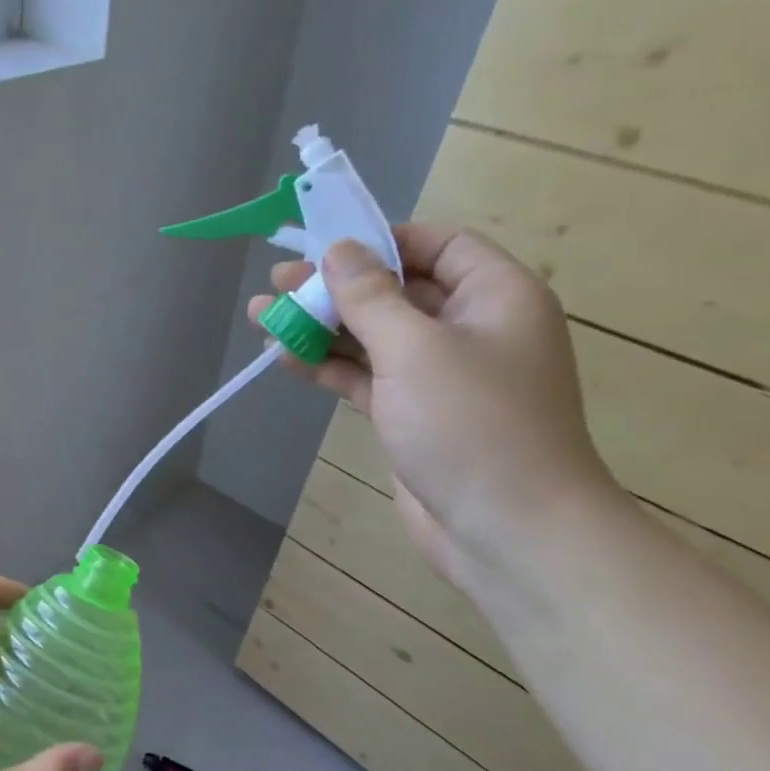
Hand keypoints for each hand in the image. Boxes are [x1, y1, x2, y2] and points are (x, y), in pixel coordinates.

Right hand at [253, 224, 623, 584]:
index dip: (381, 241)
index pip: (438, 245)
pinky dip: (328, 365)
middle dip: (335, 286)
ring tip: (261, 316)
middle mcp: (471, 328)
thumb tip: (339, 250)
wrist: (507, 529)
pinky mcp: (413, 414)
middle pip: (396, 291)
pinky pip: (366, 375)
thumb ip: (371, 296)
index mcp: (496, 296)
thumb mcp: (415, 348)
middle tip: (276, 282)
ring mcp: (440, 375)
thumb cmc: (472, 424)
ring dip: (320, 326)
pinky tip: (283, 358)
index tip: (325, 245)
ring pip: (373, 336)